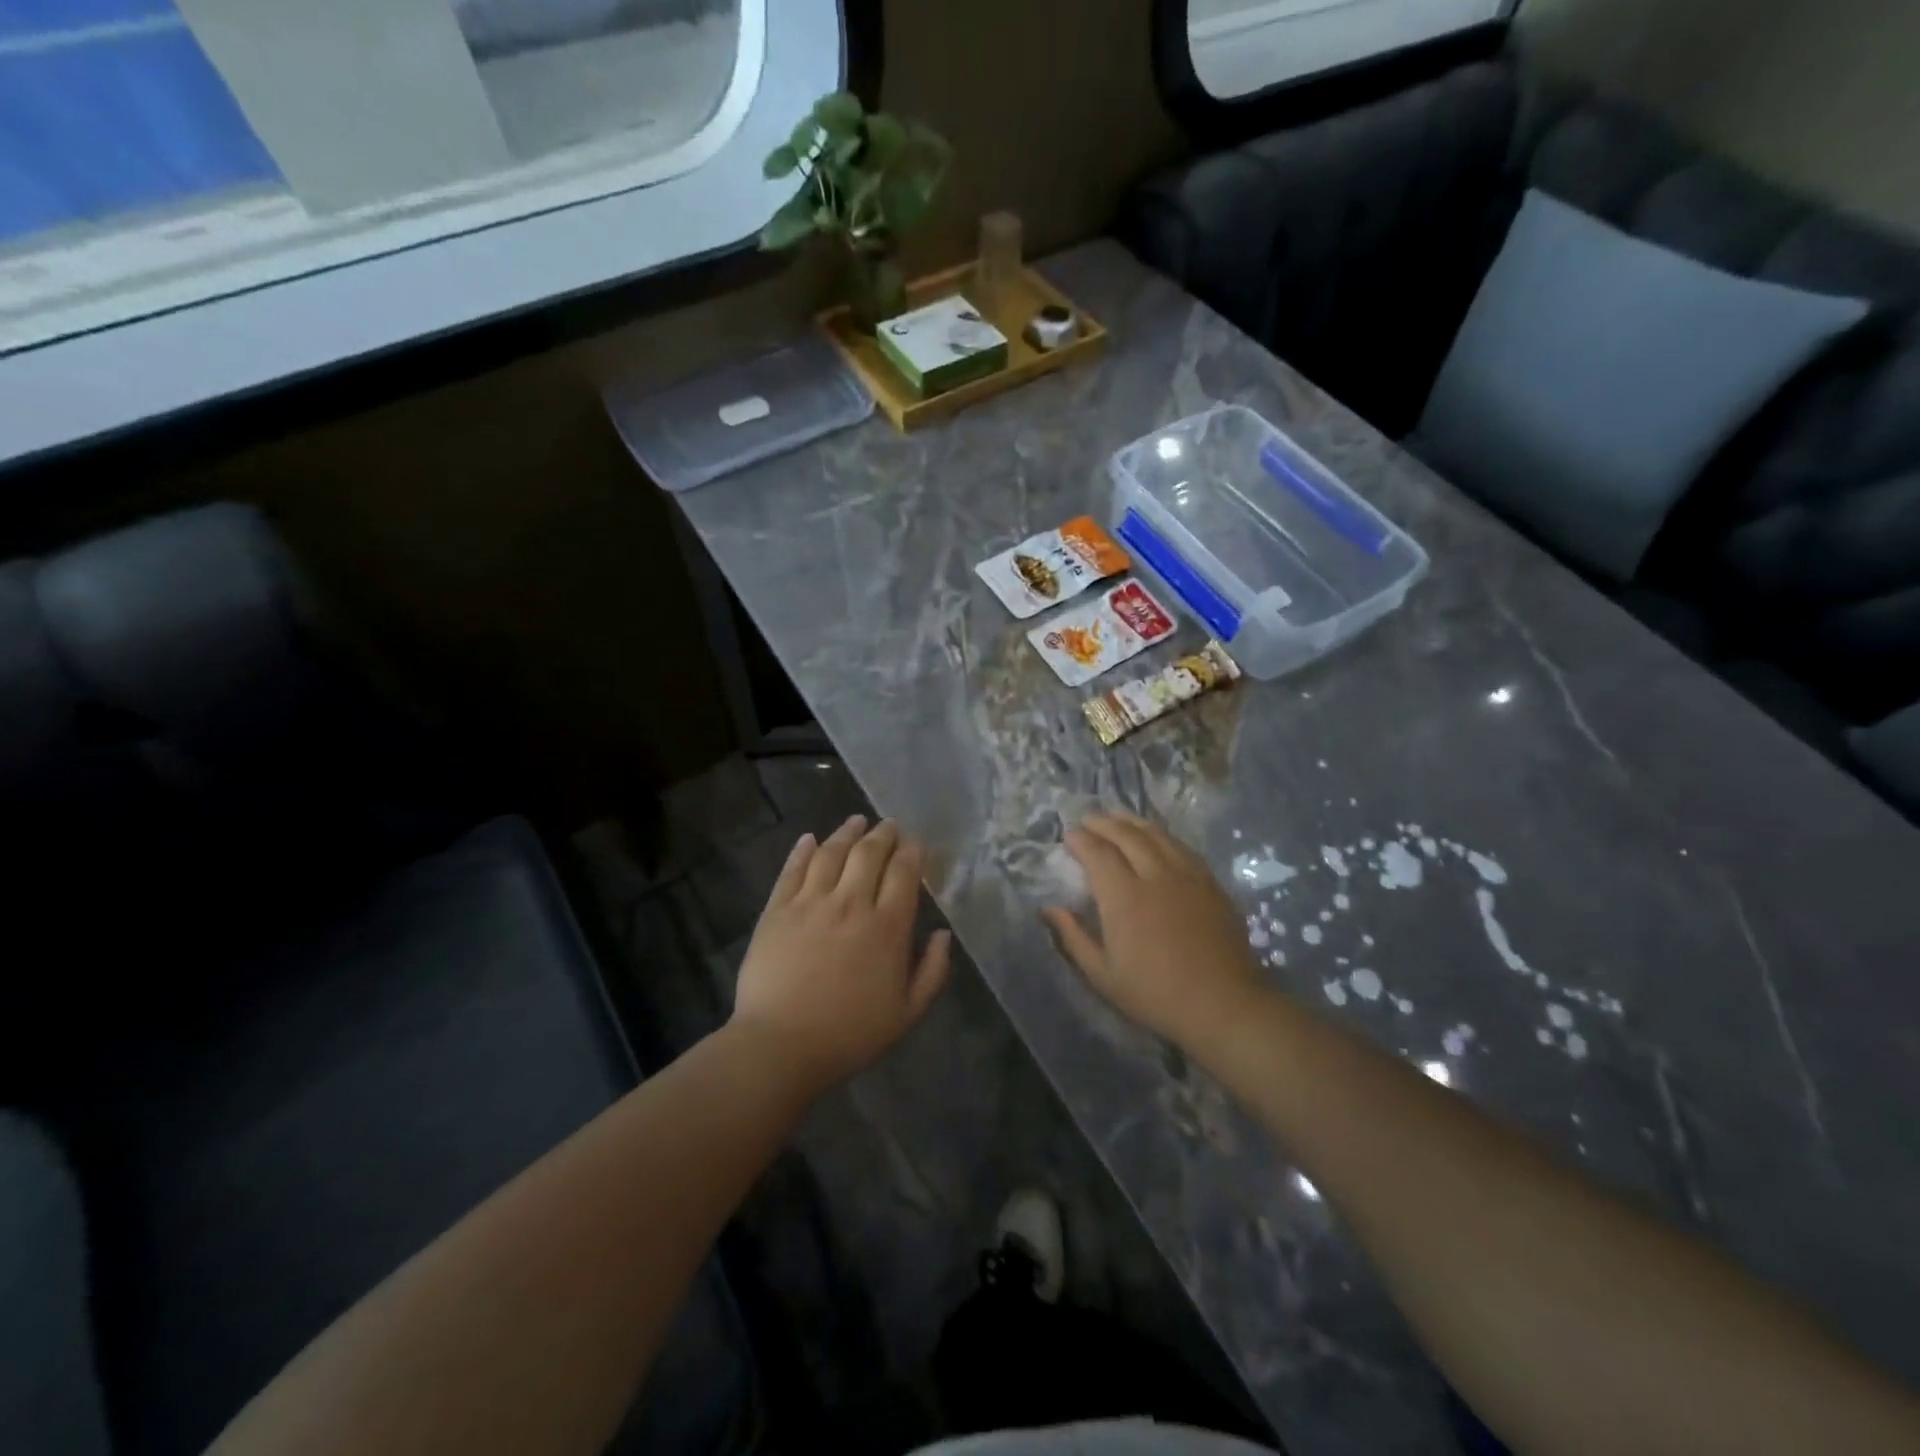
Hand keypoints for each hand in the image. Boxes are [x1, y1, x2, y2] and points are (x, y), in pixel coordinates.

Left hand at [731, 815, 952, 1095]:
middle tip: (889, 825)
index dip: (911, 851)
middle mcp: (851, 903)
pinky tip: (810, 839)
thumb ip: (932, 971)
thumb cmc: (850, 1034)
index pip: (903, 872)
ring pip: (831, 853)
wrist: (781, 1046)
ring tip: (856, 821)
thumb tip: (942, 934)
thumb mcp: (907, 1013)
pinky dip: (803, 850)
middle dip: (883, 834)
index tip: (915, 842)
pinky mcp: (777, 910)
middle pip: (869, 854)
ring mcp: (810, 903)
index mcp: (887, 927)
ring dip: (847, 832)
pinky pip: (793, 870)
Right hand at [1043, 812, 1263, 1050]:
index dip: (1082, 840)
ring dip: (1133, 821)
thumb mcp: (1103, 975)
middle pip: (1127, 835)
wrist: (1223, 1004)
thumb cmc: (1155, 994)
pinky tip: (1156, 836)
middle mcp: (1155, 876)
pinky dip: (1162, 835)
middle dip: (1104, 822)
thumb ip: (1073, 937)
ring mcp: (1187, 876)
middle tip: (1089, 819)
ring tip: (1118, 816)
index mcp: (1124, 897)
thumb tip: (1049, 908)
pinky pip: (1182, 847)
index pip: (1098, 853)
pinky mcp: (1210, 883)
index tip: (1069, 835)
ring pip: (1157, 835)